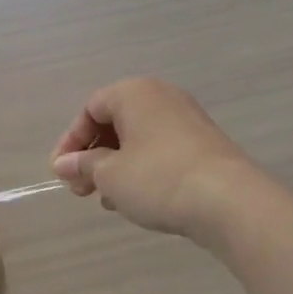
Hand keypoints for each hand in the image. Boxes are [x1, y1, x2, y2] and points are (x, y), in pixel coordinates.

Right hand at [51, 78, 256, 242]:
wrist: (230, 201)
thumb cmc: (158, 178)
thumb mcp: (110, 175)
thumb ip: (83, 165)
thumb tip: (64, 164)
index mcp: (133, 92)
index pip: (90, 109)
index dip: (71, 141)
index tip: (62, 173)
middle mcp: (161, 96)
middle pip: (114, 122)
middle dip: (93, 157)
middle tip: (81, 190)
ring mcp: (186, 119)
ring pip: (138, 139)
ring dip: (116, 167)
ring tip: (108, 199)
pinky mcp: (204, 144)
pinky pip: (160, 150)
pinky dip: (142, 169)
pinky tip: (137, 199)